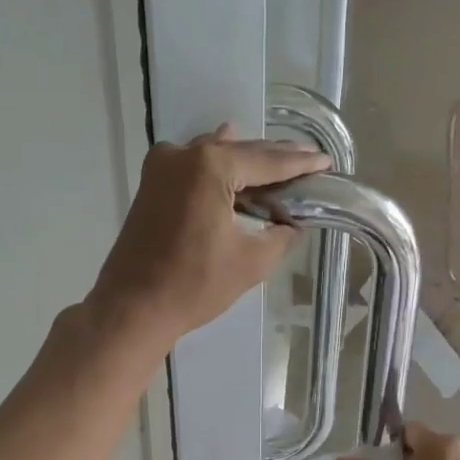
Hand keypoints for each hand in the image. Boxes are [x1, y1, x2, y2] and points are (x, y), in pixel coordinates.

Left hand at [88, 125, 328, 354]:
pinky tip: (231, 160)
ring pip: (215, 154)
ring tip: (278, 161)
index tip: (326, 161)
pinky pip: (193, 164)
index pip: (268, 162)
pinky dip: (217, 165)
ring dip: (246, 159)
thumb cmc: (195, 286)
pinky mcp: (151, 183)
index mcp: (211, 167)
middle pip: (241, 151)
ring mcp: (163, 166)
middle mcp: (185, 155)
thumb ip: (280, 235)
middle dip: (275, 157)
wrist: (133, 307)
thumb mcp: (251, 262)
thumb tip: (291, 224)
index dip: (300, 163)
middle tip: (309, 158)